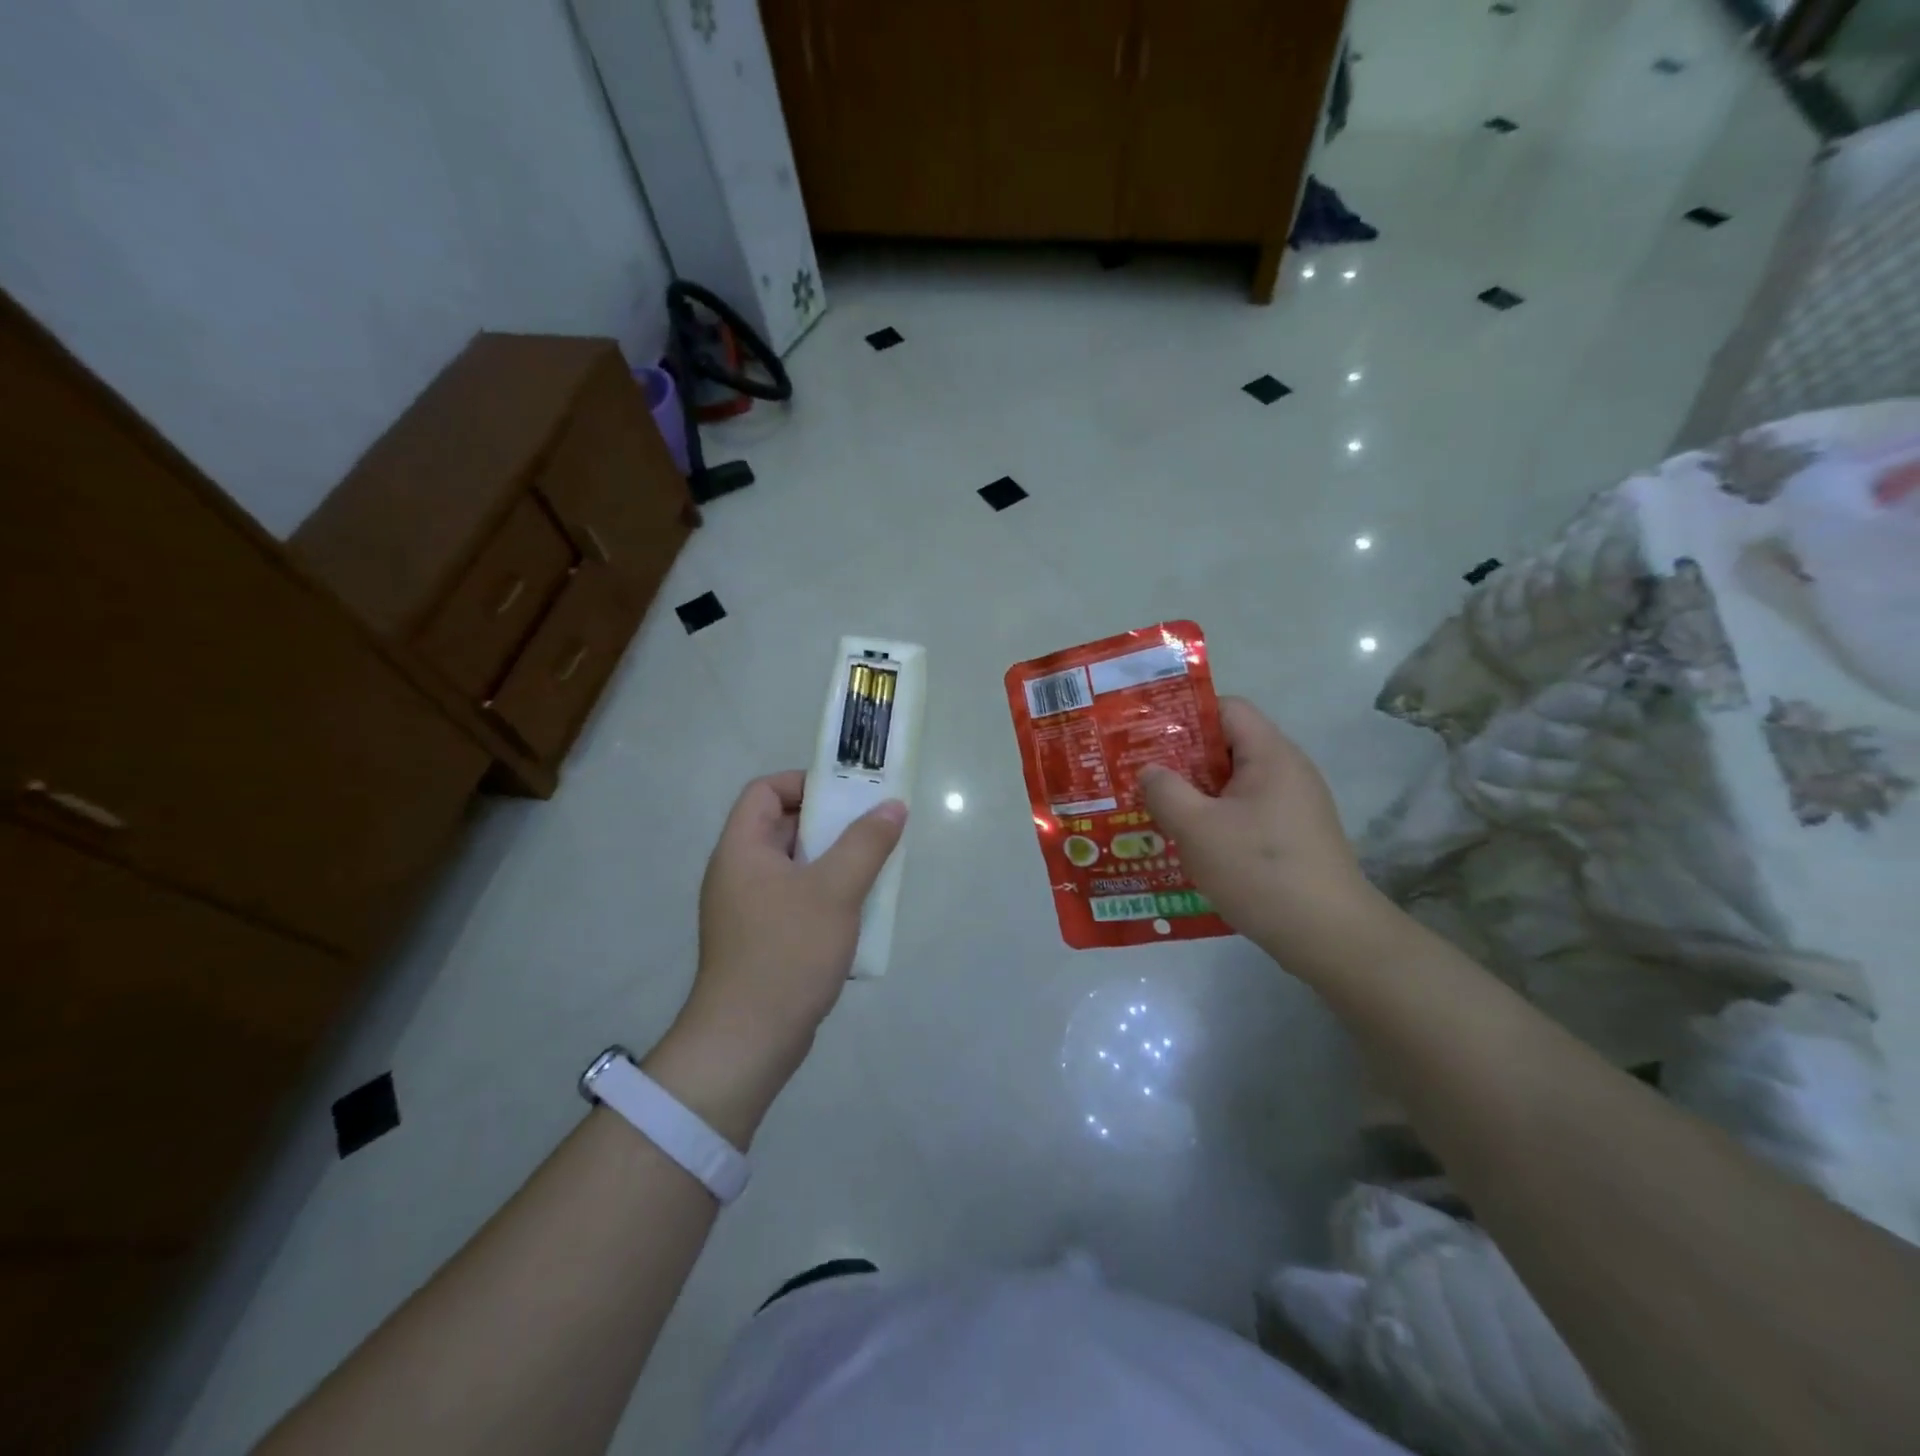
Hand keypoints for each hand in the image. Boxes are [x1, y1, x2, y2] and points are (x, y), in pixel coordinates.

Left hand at [645, 772, 905, 1145]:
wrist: (748, 1041)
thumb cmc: (788, 952)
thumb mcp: (835, 890)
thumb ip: (867, 843)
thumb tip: (893, 806)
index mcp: (742, 849)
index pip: (765, 790)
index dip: (804, 783)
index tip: (847, 796)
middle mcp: (738, 872)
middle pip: (783, 826)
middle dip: (830, 824)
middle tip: (873, 829)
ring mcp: (747, 909)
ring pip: (795, 866)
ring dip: (833, 862)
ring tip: (873, 869)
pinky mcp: (760, 939)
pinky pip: (795, 899)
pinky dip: (825, 896)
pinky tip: (856, 914)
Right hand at [1139, 698, 1377, 963]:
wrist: (1329, 935)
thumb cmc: (1259, 870)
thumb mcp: (1197, 828)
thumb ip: (1165, 791)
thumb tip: (1150, 771)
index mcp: (1270, 755)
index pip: (1227, 708)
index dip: (1185, 716)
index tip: (1146, 737)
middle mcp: (1287, 771)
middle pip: (1227, 746)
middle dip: (1181, 759)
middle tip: (1140, 776)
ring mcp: (1293, 806)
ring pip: (1233, 785)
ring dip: (1195, 794)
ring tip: (1155, 811)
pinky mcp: (1293, 837)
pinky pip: (1245, 813)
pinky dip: (1215, 820)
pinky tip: (1188, 844)